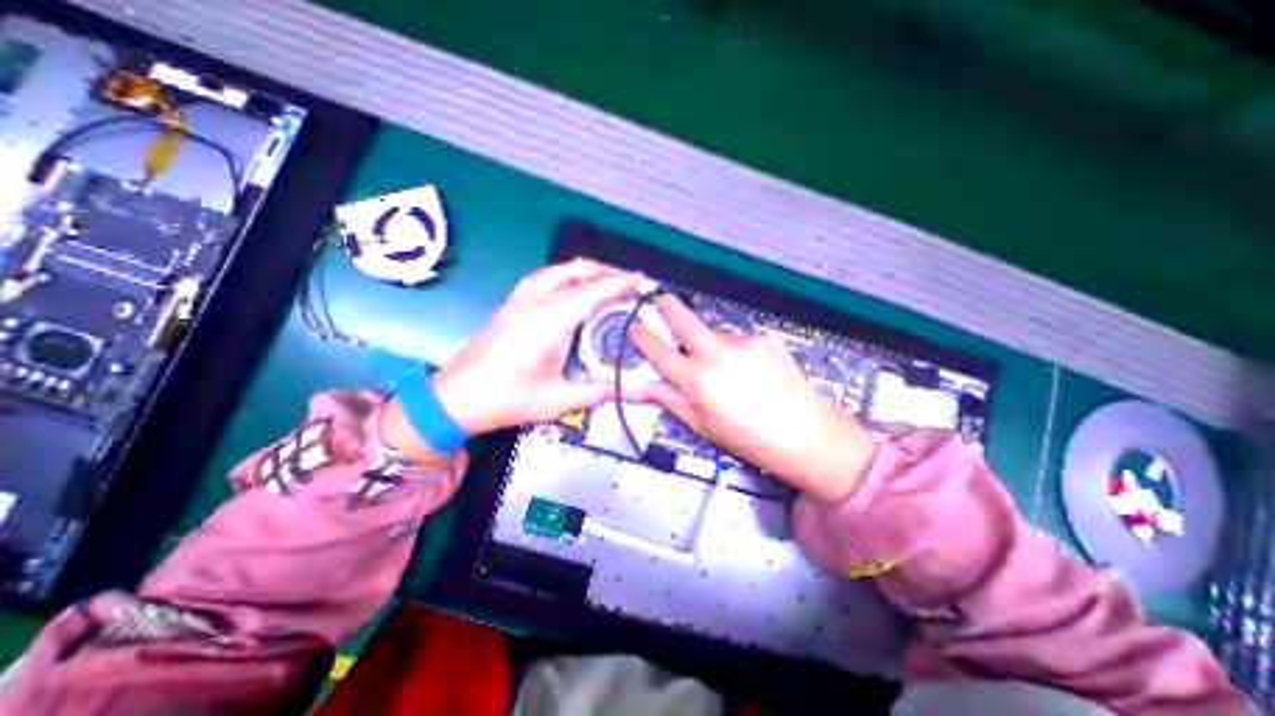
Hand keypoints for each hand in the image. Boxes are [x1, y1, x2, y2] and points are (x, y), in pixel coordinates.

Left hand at [430, 258, 642, 433]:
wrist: (455, 398)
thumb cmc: (508, 399)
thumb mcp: (559, 399)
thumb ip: (598, 391)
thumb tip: (632, 389)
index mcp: (551, 320)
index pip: (594, 291)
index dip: (621, 283)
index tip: (643, 281)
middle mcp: (536, 302)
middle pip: (575, 271)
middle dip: (605, 271)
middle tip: (628, 281)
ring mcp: (519, 301)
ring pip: (556, 270)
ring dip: (583, 270)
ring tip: (603, 280)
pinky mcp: (510, 306)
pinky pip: (542, 278)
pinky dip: (563, 275)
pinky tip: (569, 288)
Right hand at [627, 294, 878, 503]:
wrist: (804, 434)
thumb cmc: (748, 438)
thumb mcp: (701, 425)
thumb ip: (669, 400)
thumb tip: (640, 389)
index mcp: (698, 382)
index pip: (659, 351)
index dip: (642, 335)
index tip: (633, 324)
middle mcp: (718, 355)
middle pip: (684, 319)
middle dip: (666, 305)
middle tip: (658, 298)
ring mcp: (744, 342)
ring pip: (713, 331)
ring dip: (709, 341)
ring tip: (723, 368)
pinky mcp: (765, 338)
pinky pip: (739, 338)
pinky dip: (735, 349)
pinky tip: (747, 369)